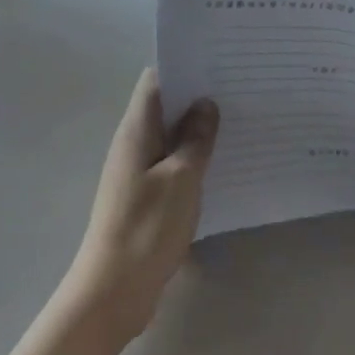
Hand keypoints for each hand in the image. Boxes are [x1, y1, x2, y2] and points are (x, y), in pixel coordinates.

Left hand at [66, 69, 218, 342]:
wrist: (113, 291)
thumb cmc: (147, 228)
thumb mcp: (181, 179)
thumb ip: (196, 139)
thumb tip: (206, 104)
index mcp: (137, 130)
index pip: (156, 80)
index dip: (185, 67)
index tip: (220, 62)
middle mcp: (133, 143)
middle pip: (166, 107)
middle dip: (199, 97)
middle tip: (241, 91)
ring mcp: (138, 171)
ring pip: (171, 137)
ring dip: (199, 131)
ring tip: (240, 123)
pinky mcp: (145, 197)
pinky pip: (172, 165)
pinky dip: (194, 159)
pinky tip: (223, 165)